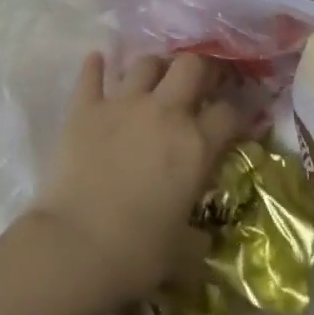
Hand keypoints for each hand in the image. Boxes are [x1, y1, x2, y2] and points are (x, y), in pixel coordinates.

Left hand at [28, 52, 242, 308]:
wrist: (78, 244)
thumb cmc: (139, 253)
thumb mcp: (183, 251)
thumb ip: (197, 236)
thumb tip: (203, 238)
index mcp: (195, 146)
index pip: (228, 114)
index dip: (235, 114)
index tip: (232, 121)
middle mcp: (163, 112)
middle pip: (190, 66)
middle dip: (199, 69)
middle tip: (198, 82)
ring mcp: (122, 104)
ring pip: (145, 64)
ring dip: (153, 67)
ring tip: (153, 78)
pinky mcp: (85, 106)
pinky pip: (92, 74)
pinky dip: (95, 66)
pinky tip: (97, 61)